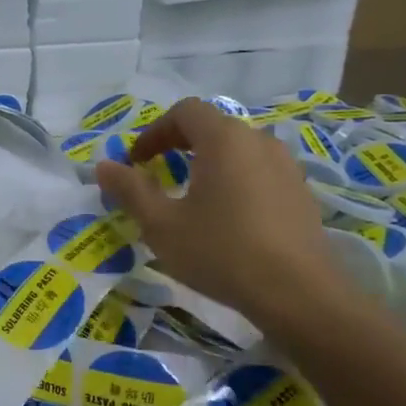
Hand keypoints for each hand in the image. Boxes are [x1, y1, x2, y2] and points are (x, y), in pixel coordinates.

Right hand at [94, 97, 341, 325]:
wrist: (299, 294)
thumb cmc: (221, 252)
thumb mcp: (161, 225)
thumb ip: (130, 190)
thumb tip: (104, 166)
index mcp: (224, 139)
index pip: (185, 112)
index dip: (154, 131)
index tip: (137, 161)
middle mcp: (259, 141)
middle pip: (213, 127)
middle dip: (179, 145)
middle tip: (157, 175)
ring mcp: (286, 166)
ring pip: (238, 150)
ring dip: (208, 163)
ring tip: (191, 197)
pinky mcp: (301, 193)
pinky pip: (259, 172)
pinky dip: (234, 181)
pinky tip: (227, 218)